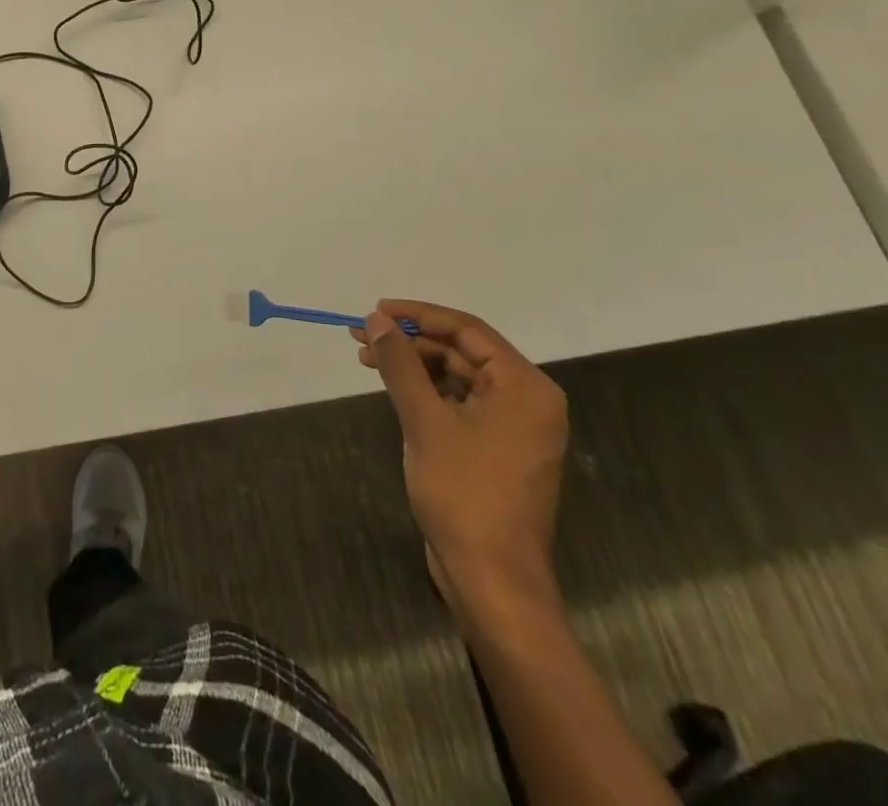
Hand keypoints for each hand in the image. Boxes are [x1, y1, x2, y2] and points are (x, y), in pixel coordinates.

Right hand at [353, 299, 567, 609]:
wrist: (491, 578)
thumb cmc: (464, 492)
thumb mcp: (425, 420)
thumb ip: (400, 364)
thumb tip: (376, 319)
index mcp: (525, 387)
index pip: (467, 329)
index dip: (418, 314)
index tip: (375, 310)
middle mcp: (527, 400)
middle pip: (462, 351)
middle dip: (410, 341)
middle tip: (361, 335)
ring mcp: (513, 426)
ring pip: (457, 376)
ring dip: (413, 364)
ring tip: (367, 359)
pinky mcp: (496, 448)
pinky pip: (459, 402)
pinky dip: (425, 391)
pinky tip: (393, 387)